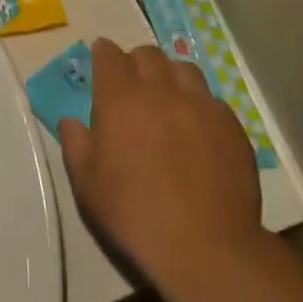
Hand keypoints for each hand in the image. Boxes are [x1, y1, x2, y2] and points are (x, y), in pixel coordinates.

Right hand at [60, 39, 268, 296]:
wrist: (205, 246)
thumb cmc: (133, 214)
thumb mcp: (86, 184)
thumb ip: (75, 144)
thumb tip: (71, 121)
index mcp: (120, 98)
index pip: (109, 55)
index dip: (104, 55)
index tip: (102, 62)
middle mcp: (161, 90)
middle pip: (148, 54)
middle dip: (136, 62)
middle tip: (133, 85)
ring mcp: (200, 104)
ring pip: (183, 69)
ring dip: (171, 77)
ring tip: (169, 100)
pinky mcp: (231, 125)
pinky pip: (212, 100)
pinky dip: (199, 105)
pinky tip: (198, 131)